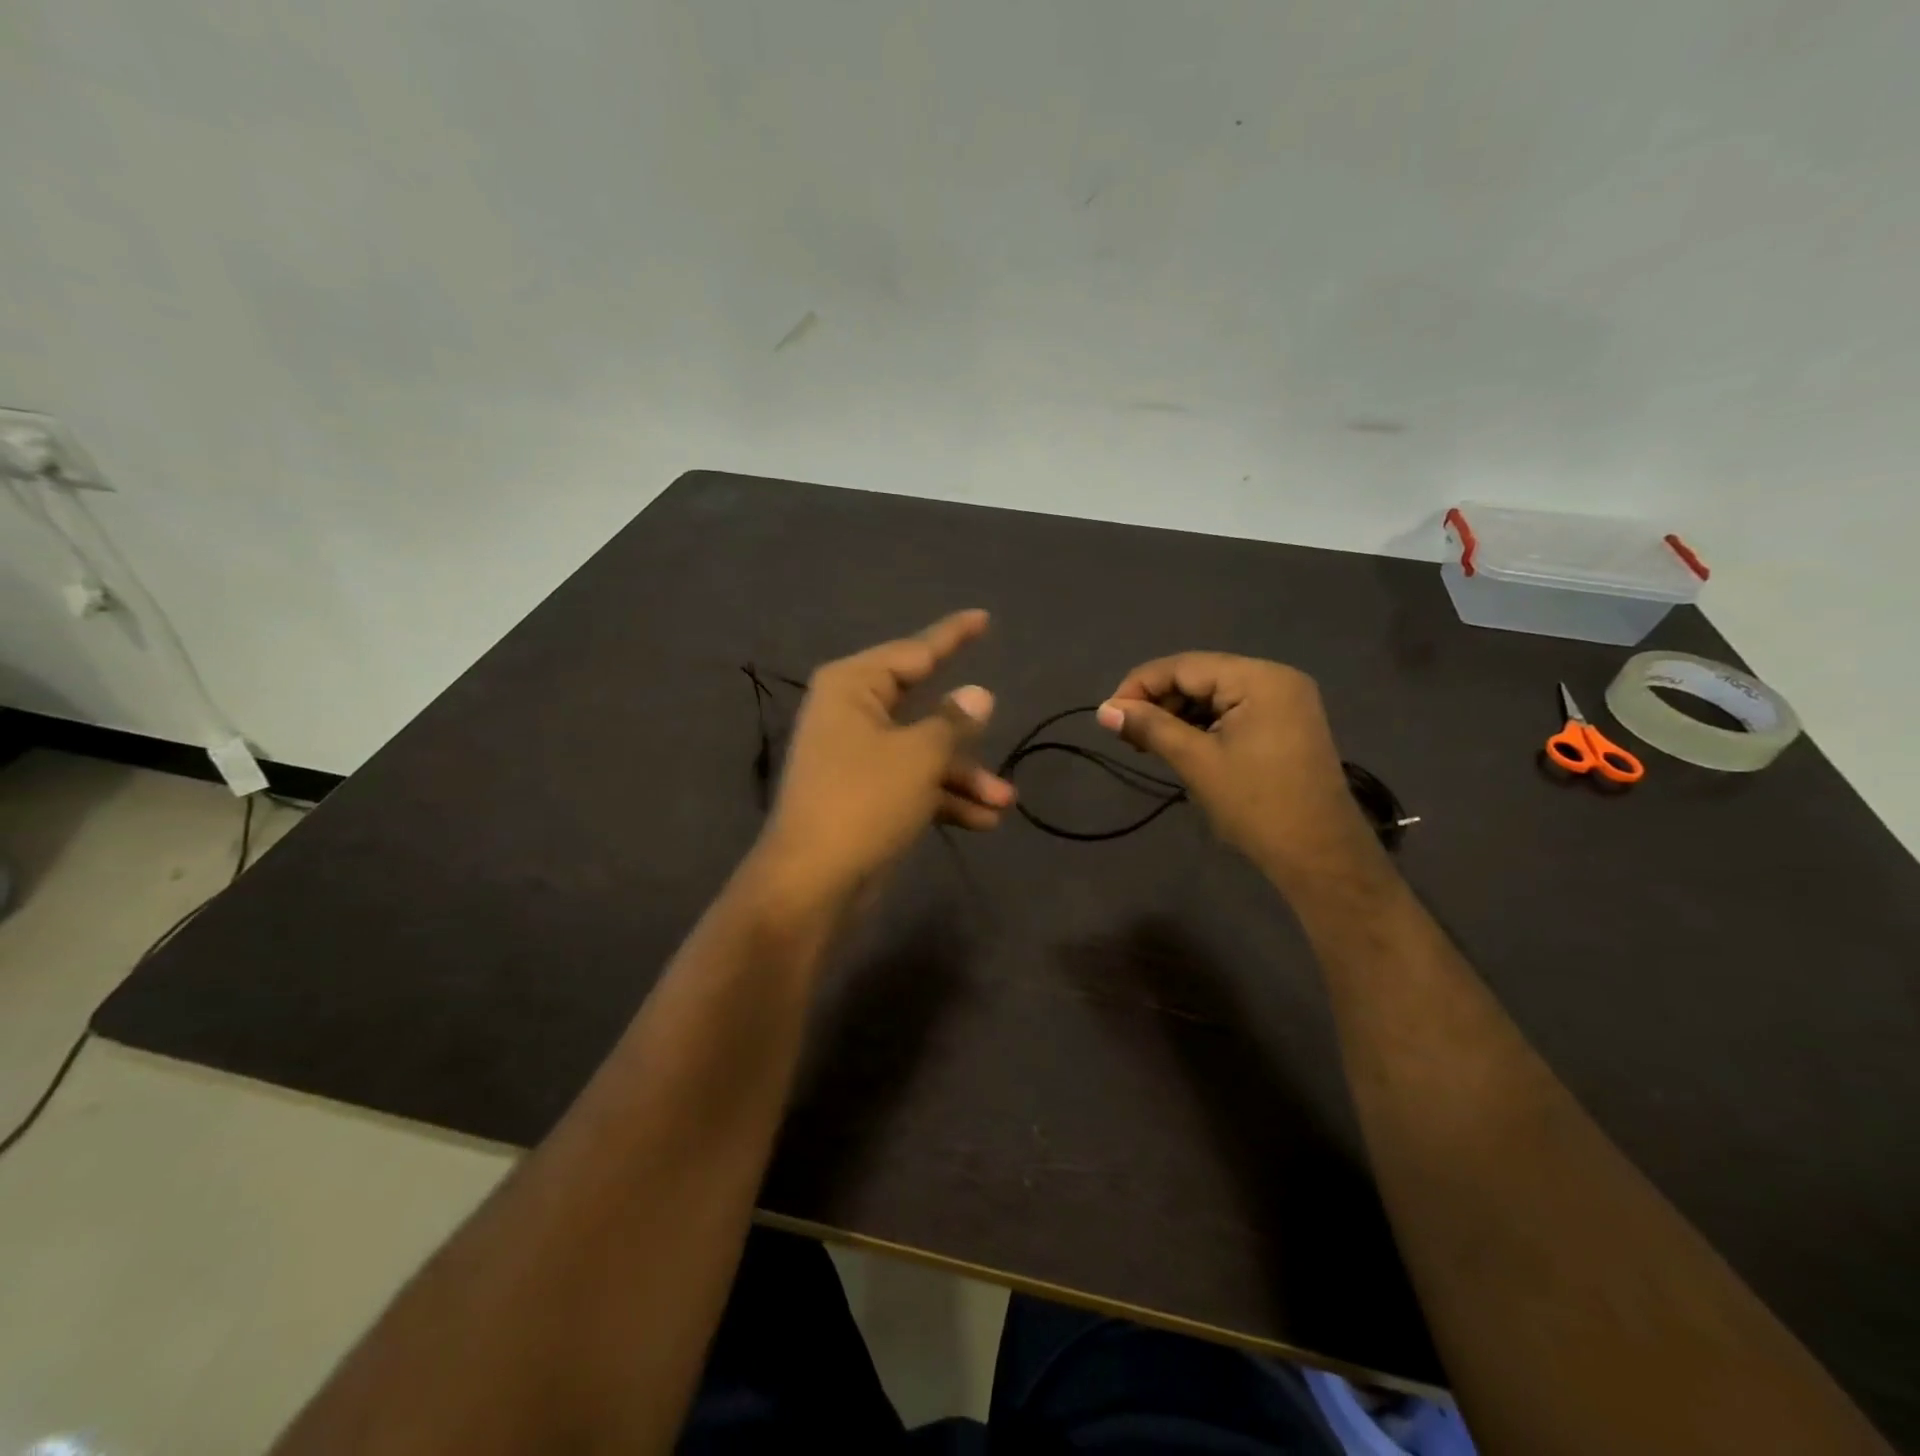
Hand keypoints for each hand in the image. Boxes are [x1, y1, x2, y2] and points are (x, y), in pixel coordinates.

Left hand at [759, 610, 1014, 902]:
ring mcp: (856, 757)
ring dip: (963, 775)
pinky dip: (944, 799)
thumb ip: (953, 721)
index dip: (952, 636)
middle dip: (965, 730)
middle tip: (1001, 722)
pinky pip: (912, 784)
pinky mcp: (863, 796)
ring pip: (922, 752)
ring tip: (1005, 801)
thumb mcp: (919, 756)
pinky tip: (983, 821)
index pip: (914, 651)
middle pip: (921, 706)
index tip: (982, 617)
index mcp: (853, 687)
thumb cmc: (864, 801)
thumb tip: (979, 695)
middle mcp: (851, 714)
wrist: (812, 882)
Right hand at [1095, 653, 1385, 890]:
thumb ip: (1149, 727)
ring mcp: (1285, 701)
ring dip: (1177, 715)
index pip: (1184, 666)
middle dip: (1158, 701)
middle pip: (1200, 676)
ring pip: (1214, 694)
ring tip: (1148, 744)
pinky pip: (1233, 711)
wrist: (1319, 856)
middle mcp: (1276, 678)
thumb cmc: (1256, 806)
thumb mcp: (1196, 761)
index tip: (1108, 715)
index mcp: (1259, 678)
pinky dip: (1202, 725)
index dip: (1140, 686)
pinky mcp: (1286, 724)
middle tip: (1127, 735)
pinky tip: (1180, 745)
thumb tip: (1103, 710)